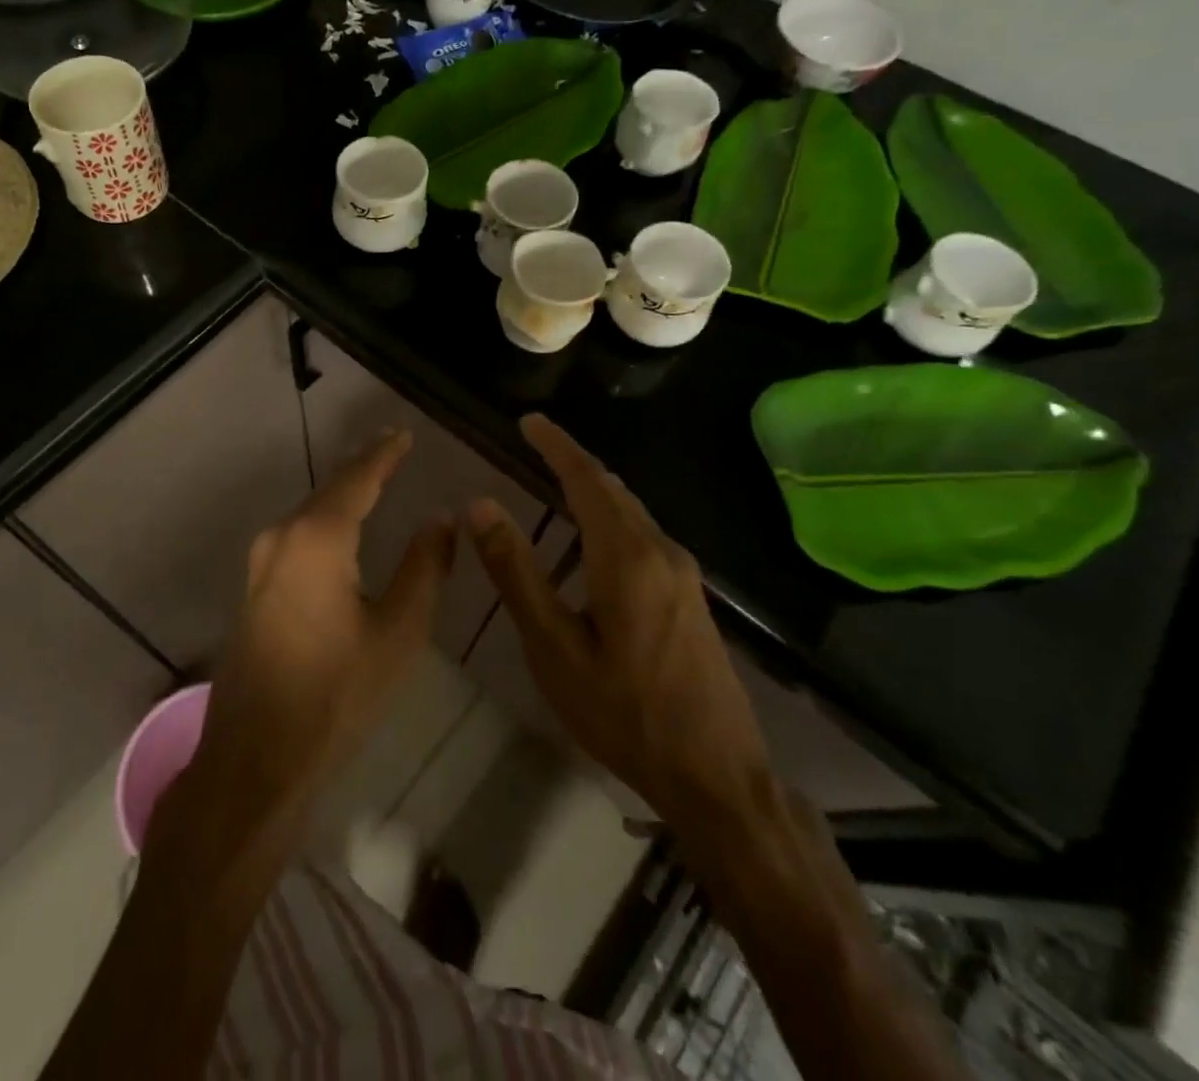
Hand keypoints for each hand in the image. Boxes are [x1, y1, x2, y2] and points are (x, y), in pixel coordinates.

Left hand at [154, 430, 455, 869]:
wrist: (255, 757)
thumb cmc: (335, 694)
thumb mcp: (397, 633)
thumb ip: (424, 568)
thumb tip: (439, 519)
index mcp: (318, 539)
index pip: (357, 480)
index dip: (383, 455)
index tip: (403, 434)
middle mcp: (282, 538)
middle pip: (329, 490)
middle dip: (362, 468)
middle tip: (392, 448)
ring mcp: (261, 563)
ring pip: (309, 513)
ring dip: (341, 494)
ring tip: (372, 479)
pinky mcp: (254, 588)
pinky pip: (296, 538)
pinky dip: (324, 520)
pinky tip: (340, 528)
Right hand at [466, 414, 774, 877]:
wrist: (718, 778)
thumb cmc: (625, 714)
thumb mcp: (555, 648)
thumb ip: (516, 573)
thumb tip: (480, 507)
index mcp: (626, 556)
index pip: (586, 480)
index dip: (557, 446)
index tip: (529, 421)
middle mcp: (661, 552)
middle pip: (612, 490)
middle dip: (573, 462)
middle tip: (535, 444)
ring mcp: (682, 575)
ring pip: (631, 513)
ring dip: (593, 491)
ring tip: (555, 482)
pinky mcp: (689, 598)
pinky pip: (643, 537)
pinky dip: (610, 519)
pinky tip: (592, 543)